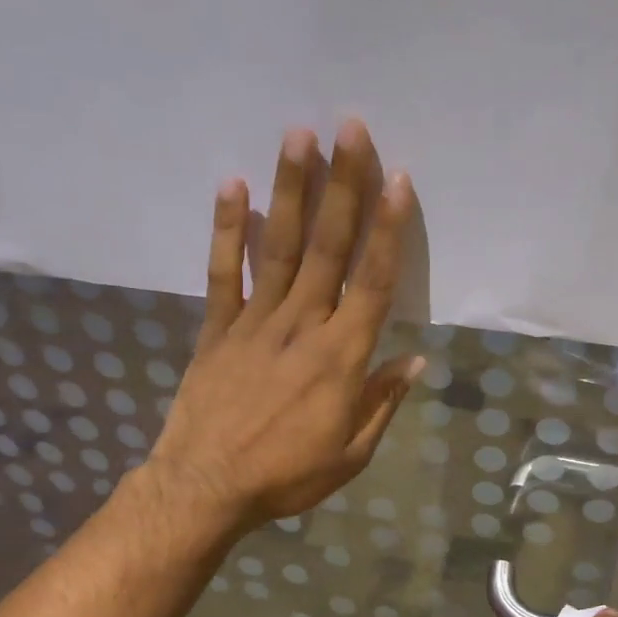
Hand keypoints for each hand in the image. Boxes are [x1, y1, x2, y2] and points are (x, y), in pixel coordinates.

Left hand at [147, 120, 423, 529]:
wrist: (205, 488)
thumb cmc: (286, 477)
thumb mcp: (350, 455)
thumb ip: (381, 402)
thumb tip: (412, 361)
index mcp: (340, 358)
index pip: (373, 283)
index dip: (388, 230)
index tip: (398, 180)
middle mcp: (301, 327)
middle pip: (328, 248)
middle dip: (342, 186)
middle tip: (351, 128)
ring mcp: (254, 323)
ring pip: (278, 247)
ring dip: (290, 190)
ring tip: (298, 135)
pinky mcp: (217, 329)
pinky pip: (223, 273)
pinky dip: (227, 230)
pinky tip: (233, 186)